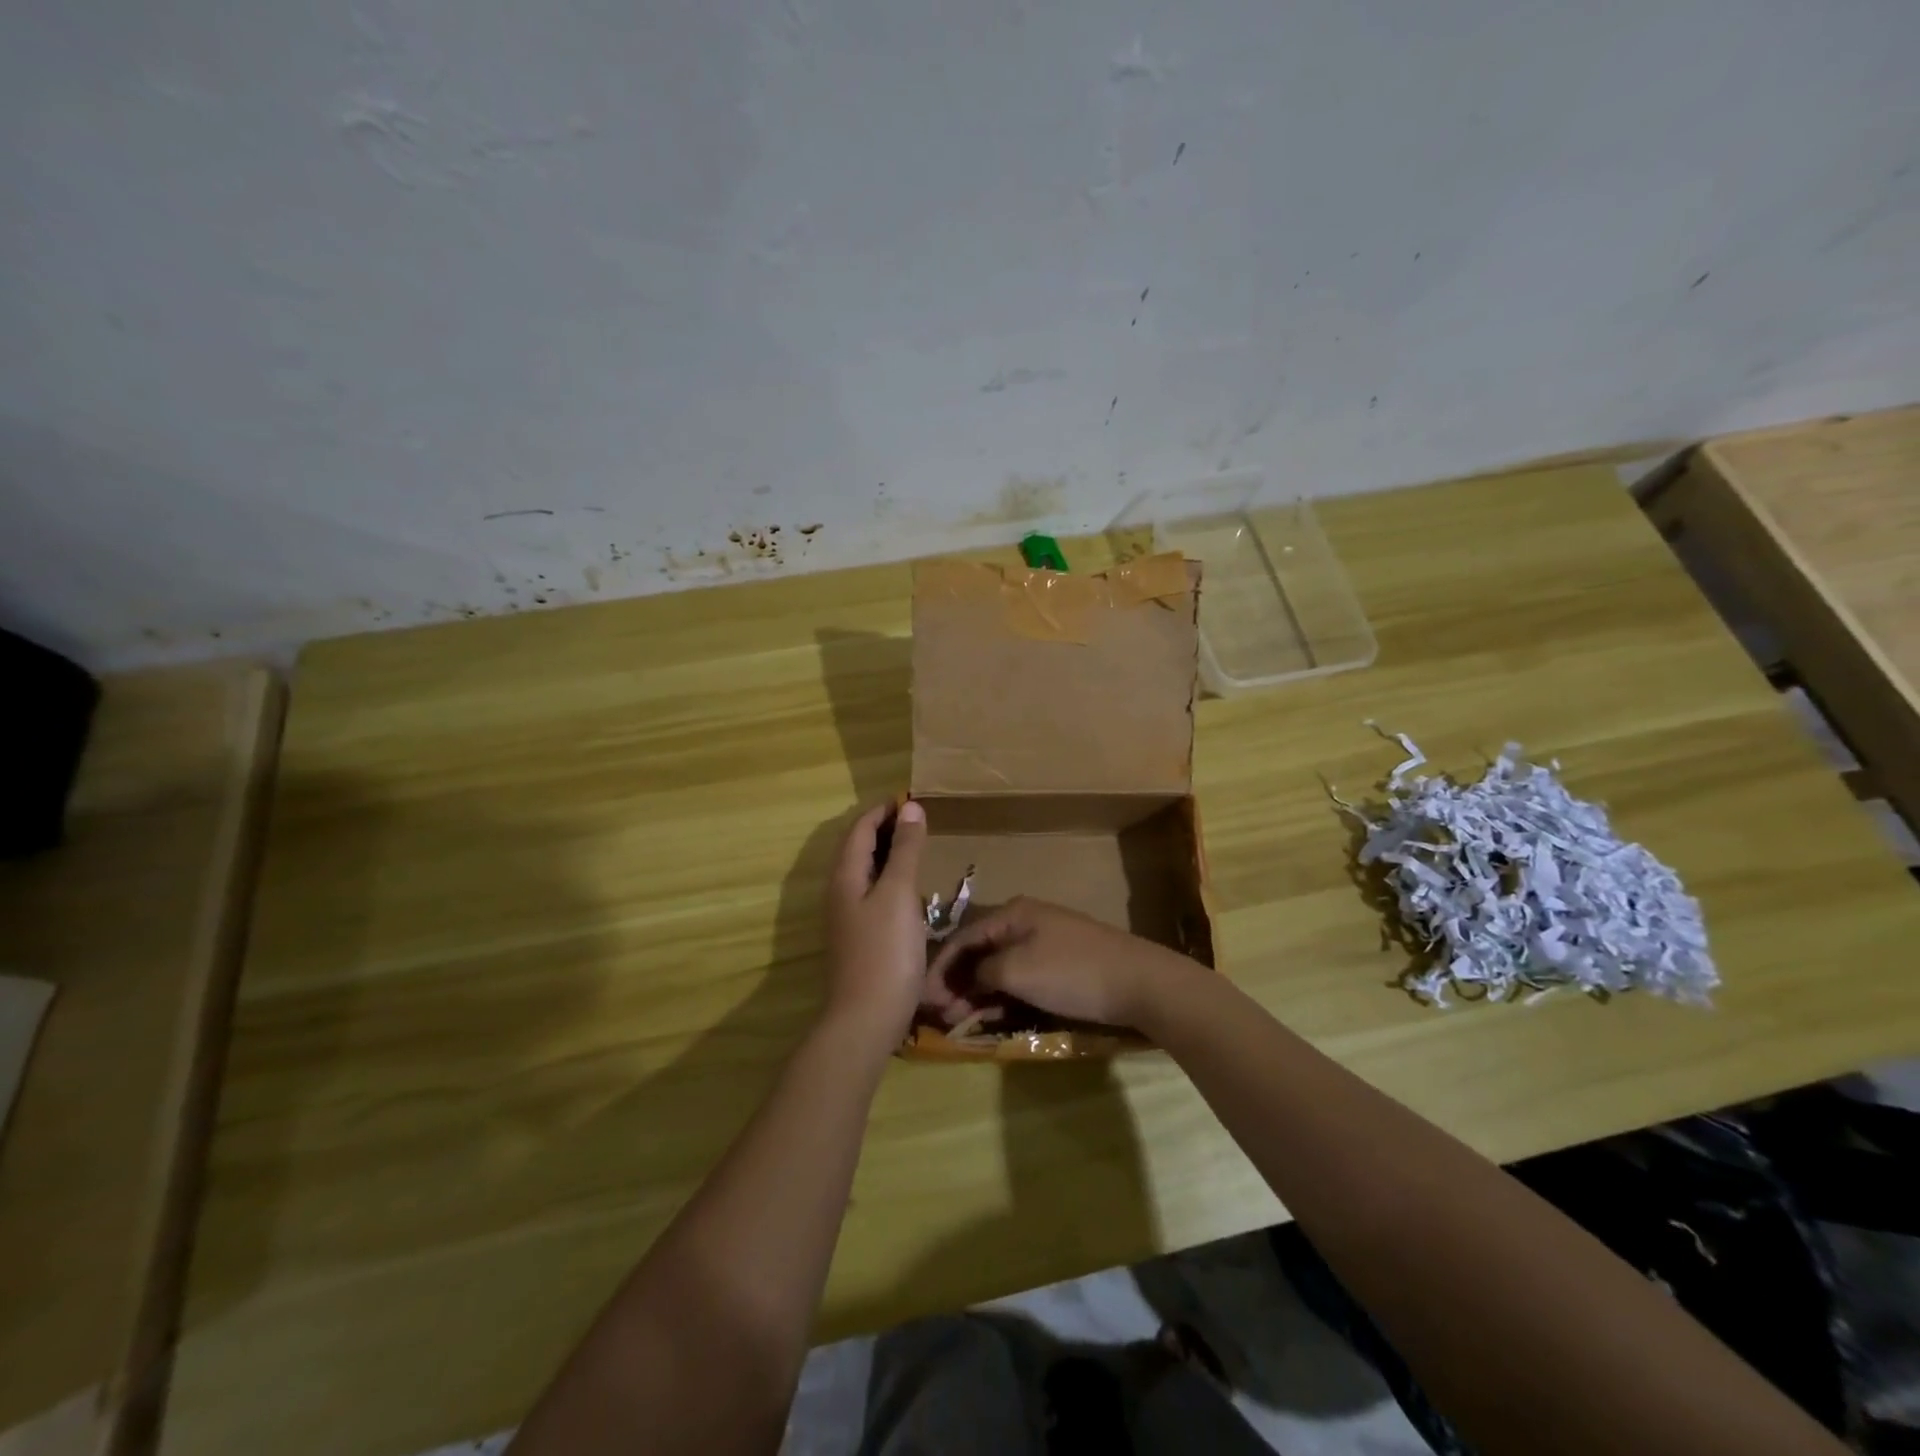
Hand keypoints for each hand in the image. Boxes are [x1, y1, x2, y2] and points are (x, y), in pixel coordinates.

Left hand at [821, 799, 928, 1050]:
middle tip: (919, 819)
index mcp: (845, 875)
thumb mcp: (898, 894)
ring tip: (917, 846)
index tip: (912, 799)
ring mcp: (846, 916)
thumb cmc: (884, 951)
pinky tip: (909, 889)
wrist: (865, 1020)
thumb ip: (905, 850)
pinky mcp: (858, 936)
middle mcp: (839, 891)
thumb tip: (910, 807)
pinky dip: (889, 877)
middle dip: (884, 828)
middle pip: (858, 847)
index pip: (860, 828)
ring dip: (887, 853)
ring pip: (864, 871)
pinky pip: (871, 892)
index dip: (883, 810)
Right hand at [922, 896, 1187, 1029]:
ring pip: (999, 965)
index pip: (962, 937)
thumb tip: (971, 978)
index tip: (923, 998)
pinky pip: (1021, 976)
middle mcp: (1025, 921)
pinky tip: (993, 1016)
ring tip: (962, 1019)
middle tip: (942, 1015)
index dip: (939, 967)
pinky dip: (1003, 994)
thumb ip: (983, 971)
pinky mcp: (1061, 964)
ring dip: (978, 991)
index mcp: (1011, 914)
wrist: (1139, 982)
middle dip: (957, 981)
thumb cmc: (1072, 972)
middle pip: (979, 951)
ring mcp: (1045, 942)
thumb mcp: (1017, 971)